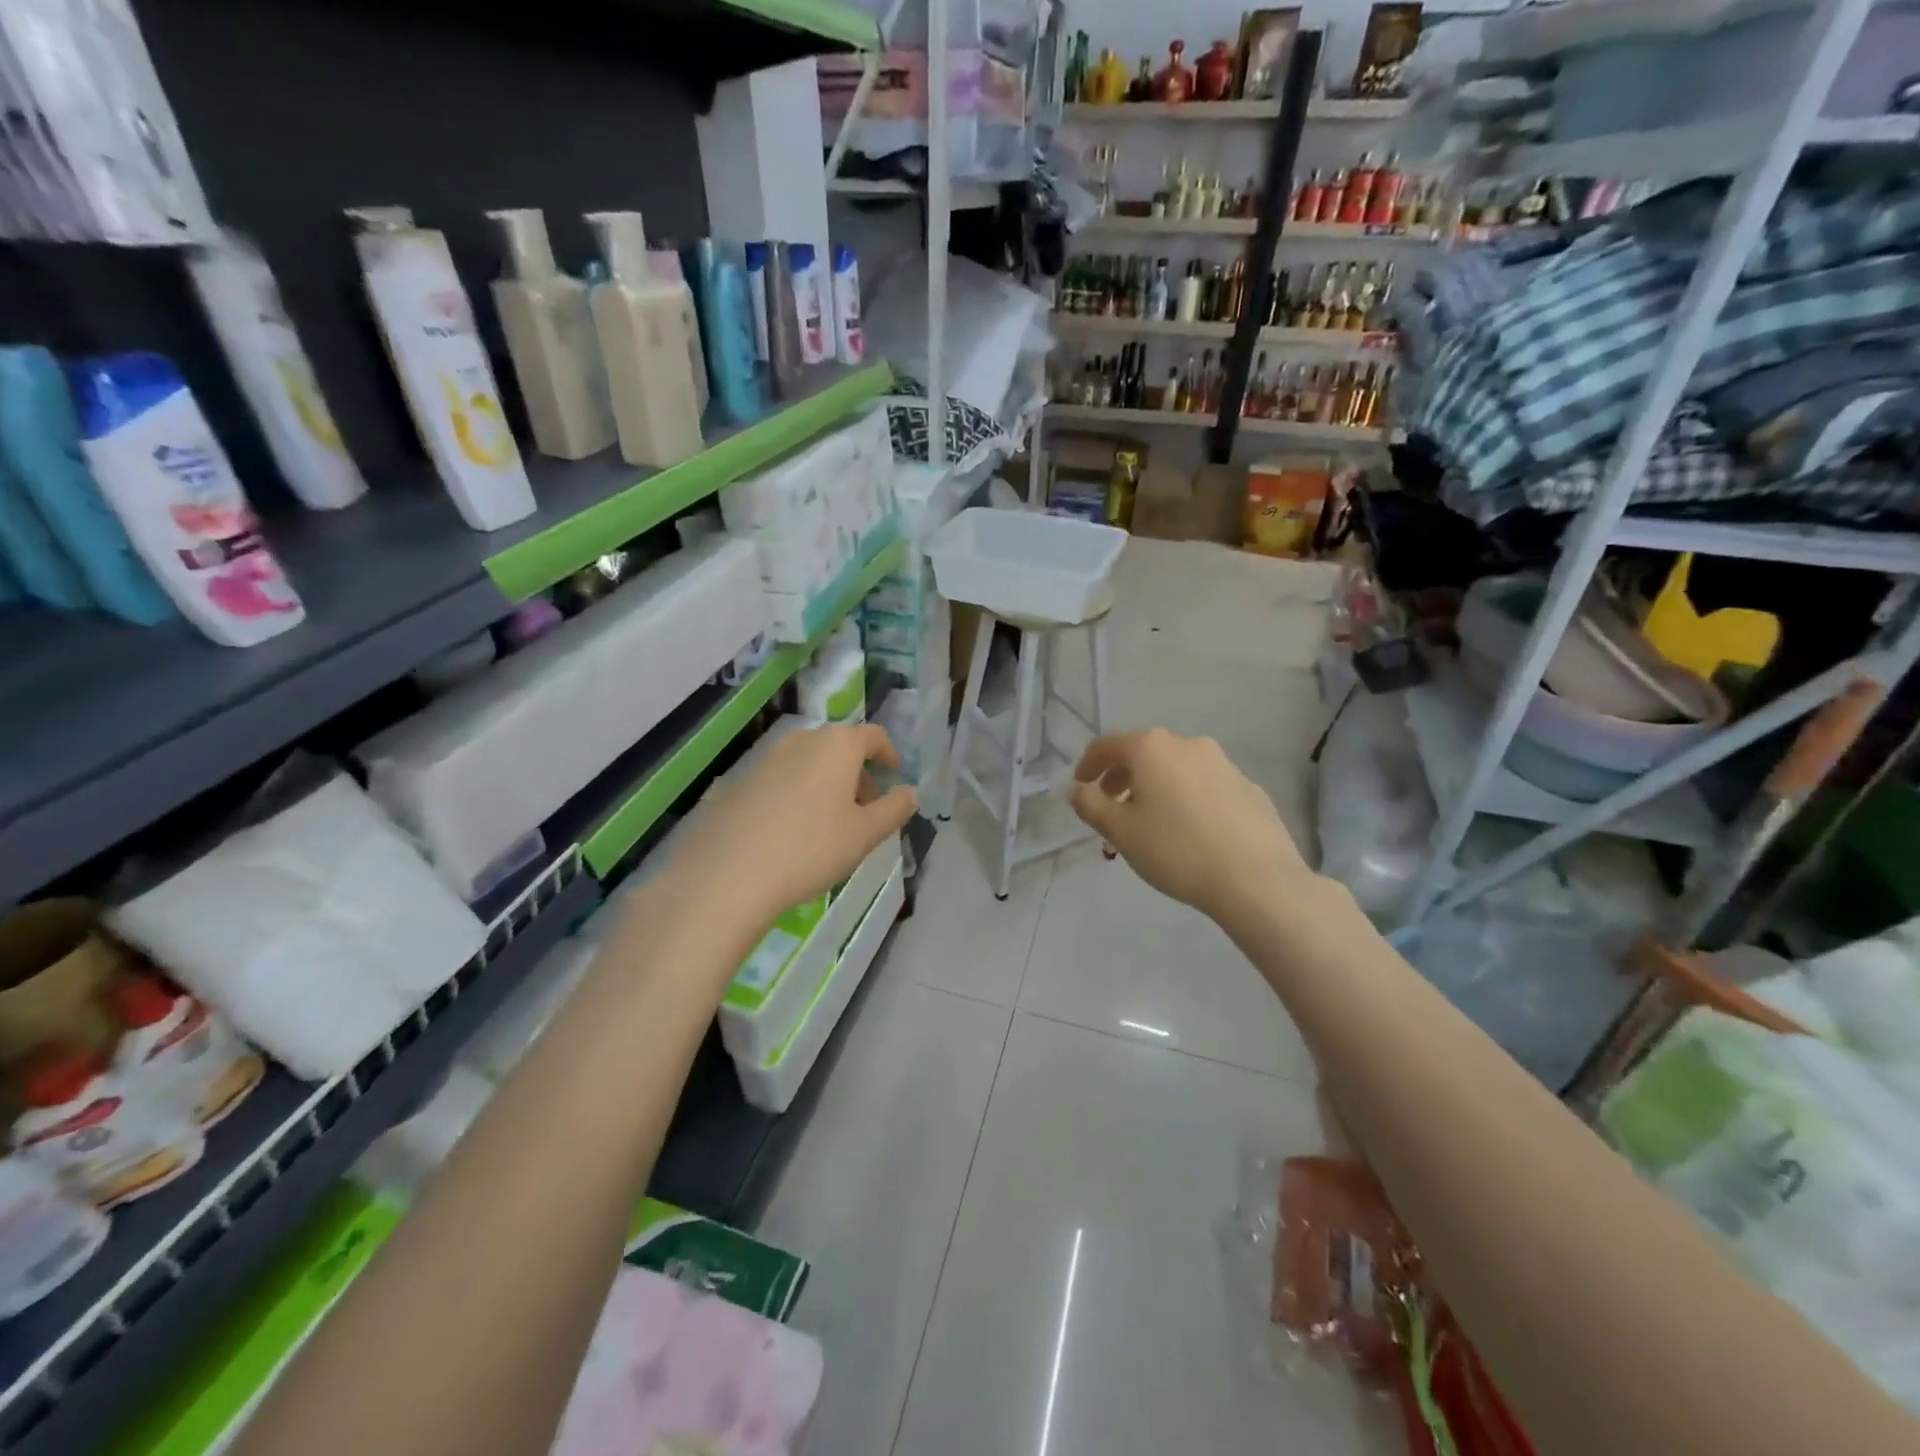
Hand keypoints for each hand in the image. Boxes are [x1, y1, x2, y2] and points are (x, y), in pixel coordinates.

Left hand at [662, 723, 917, 933]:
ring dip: (826, 784)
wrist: (728, 874)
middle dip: (857, 774)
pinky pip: (781, 780)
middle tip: (866, 809)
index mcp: (837, 745)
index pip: (873, 736)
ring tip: (830, 824)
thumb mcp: (865, 834)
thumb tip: (910, 793)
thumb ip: (894, 809)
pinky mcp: (738, 782)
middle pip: (839, 748)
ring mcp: (765, 759)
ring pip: (808, 763)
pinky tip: (792, 832)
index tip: (894, 776)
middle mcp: (801, 741)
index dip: (888, 755)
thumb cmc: (811, 848)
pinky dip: (796, 794)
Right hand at [1069, 729, 1311, 926]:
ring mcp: (1223, 763)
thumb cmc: (1176, 850)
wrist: (1256, 879)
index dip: (1087, 765)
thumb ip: (1091, 806)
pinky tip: (1191, 830)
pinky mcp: (1248, 786)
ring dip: (1156, 786)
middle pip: (1143, 752)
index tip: (1081, 787)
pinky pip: (1204, 785)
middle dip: (1122, 776)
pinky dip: (1187, 797)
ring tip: (1151, 821)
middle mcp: (1187, 744)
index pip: (1106, 745)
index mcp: (1151, 748)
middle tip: (1112, 806)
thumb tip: (1078, 790)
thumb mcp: (1120, 832)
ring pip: (1176, 767)